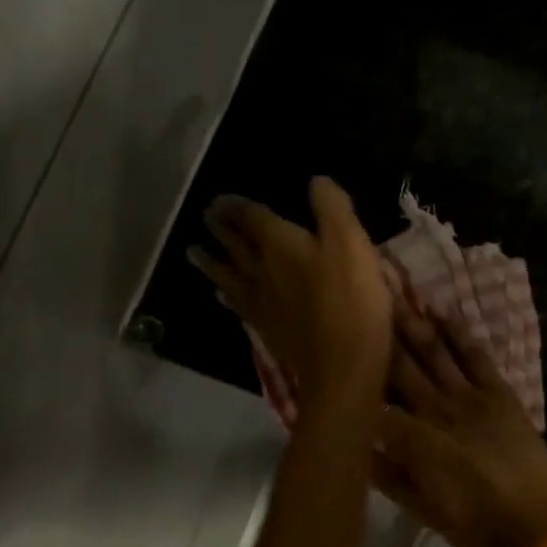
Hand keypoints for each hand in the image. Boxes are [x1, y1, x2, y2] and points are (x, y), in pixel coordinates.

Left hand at [188, 178, 391, 405]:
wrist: (341, 365)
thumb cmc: (351, 298)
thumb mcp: (351, 242)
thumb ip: (332, 208)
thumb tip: (315, 181)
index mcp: (280, 244)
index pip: (252, 218)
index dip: (236, 206)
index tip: (219, 199)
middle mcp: (262, 270)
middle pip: (235, 245)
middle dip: (221, 228)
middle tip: (206, 217)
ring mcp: (261, 303)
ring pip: (228, 275)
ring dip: (211, 261)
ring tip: (195, 252)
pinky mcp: (267, 329)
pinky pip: (238, 305)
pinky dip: (227, 295)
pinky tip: (222, 296)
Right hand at [374, 298, 546, 546]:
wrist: (537, 525)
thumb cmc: (475, 524)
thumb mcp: (423, 510)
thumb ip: (388, 476)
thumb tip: (358, 446)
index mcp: (415, 440)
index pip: (376, 404)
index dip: (355, 382)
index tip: (337, 359)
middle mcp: (437, 409)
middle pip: (401, 367)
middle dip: (379, 336)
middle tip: (360, 303)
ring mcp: (470, 397)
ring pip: (434, 353)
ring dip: (413, 324)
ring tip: (393, 296)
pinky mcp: (498, 393)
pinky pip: (475, 356)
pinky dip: (458, 333)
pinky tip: (441, 313)